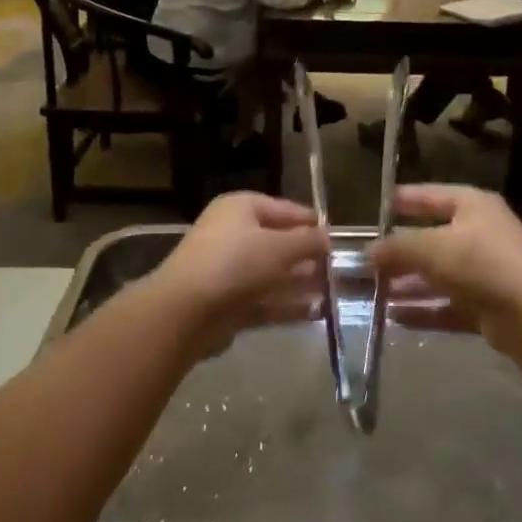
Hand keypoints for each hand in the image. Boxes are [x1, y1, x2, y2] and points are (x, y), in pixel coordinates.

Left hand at [151, 193, 327, 355]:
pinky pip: (263, 300)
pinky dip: (286, 305)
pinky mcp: (227, 303)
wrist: (185, 311)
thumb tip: (327, 237)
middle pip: (277, 242)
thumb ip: (308, 241)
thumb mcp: (280, 247)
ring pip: (271, 273)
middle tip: (337, 268)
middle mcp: (232, 234)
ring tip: (331, 291)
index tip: (337, 237)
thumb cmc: (235, 264)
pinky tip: (314, 313)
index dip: (311, 222)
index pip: (284, 209)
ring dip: (299, 282)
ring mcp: (228, 270)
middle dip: (306, 256)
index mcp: (241, 208)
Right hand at [370, 185, 521, 353]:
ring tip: (373, 294)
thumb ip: (398, 247)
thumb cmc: (482, 262)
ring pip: (439, 276)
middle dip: (400, 252)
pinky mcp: (488, 307)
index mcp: (472, 206)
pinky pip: (448, 305)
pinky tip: (395, 318)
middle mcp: (480, 234)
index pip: (431, 195)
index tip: (377, 207)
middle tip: (366, 262)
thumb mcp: (432, 247)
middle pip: (432, 239)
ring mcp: (486, 272)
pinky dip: (424, 311)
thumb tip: (369, 251)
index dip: (404, 200)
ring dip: (408, 285)